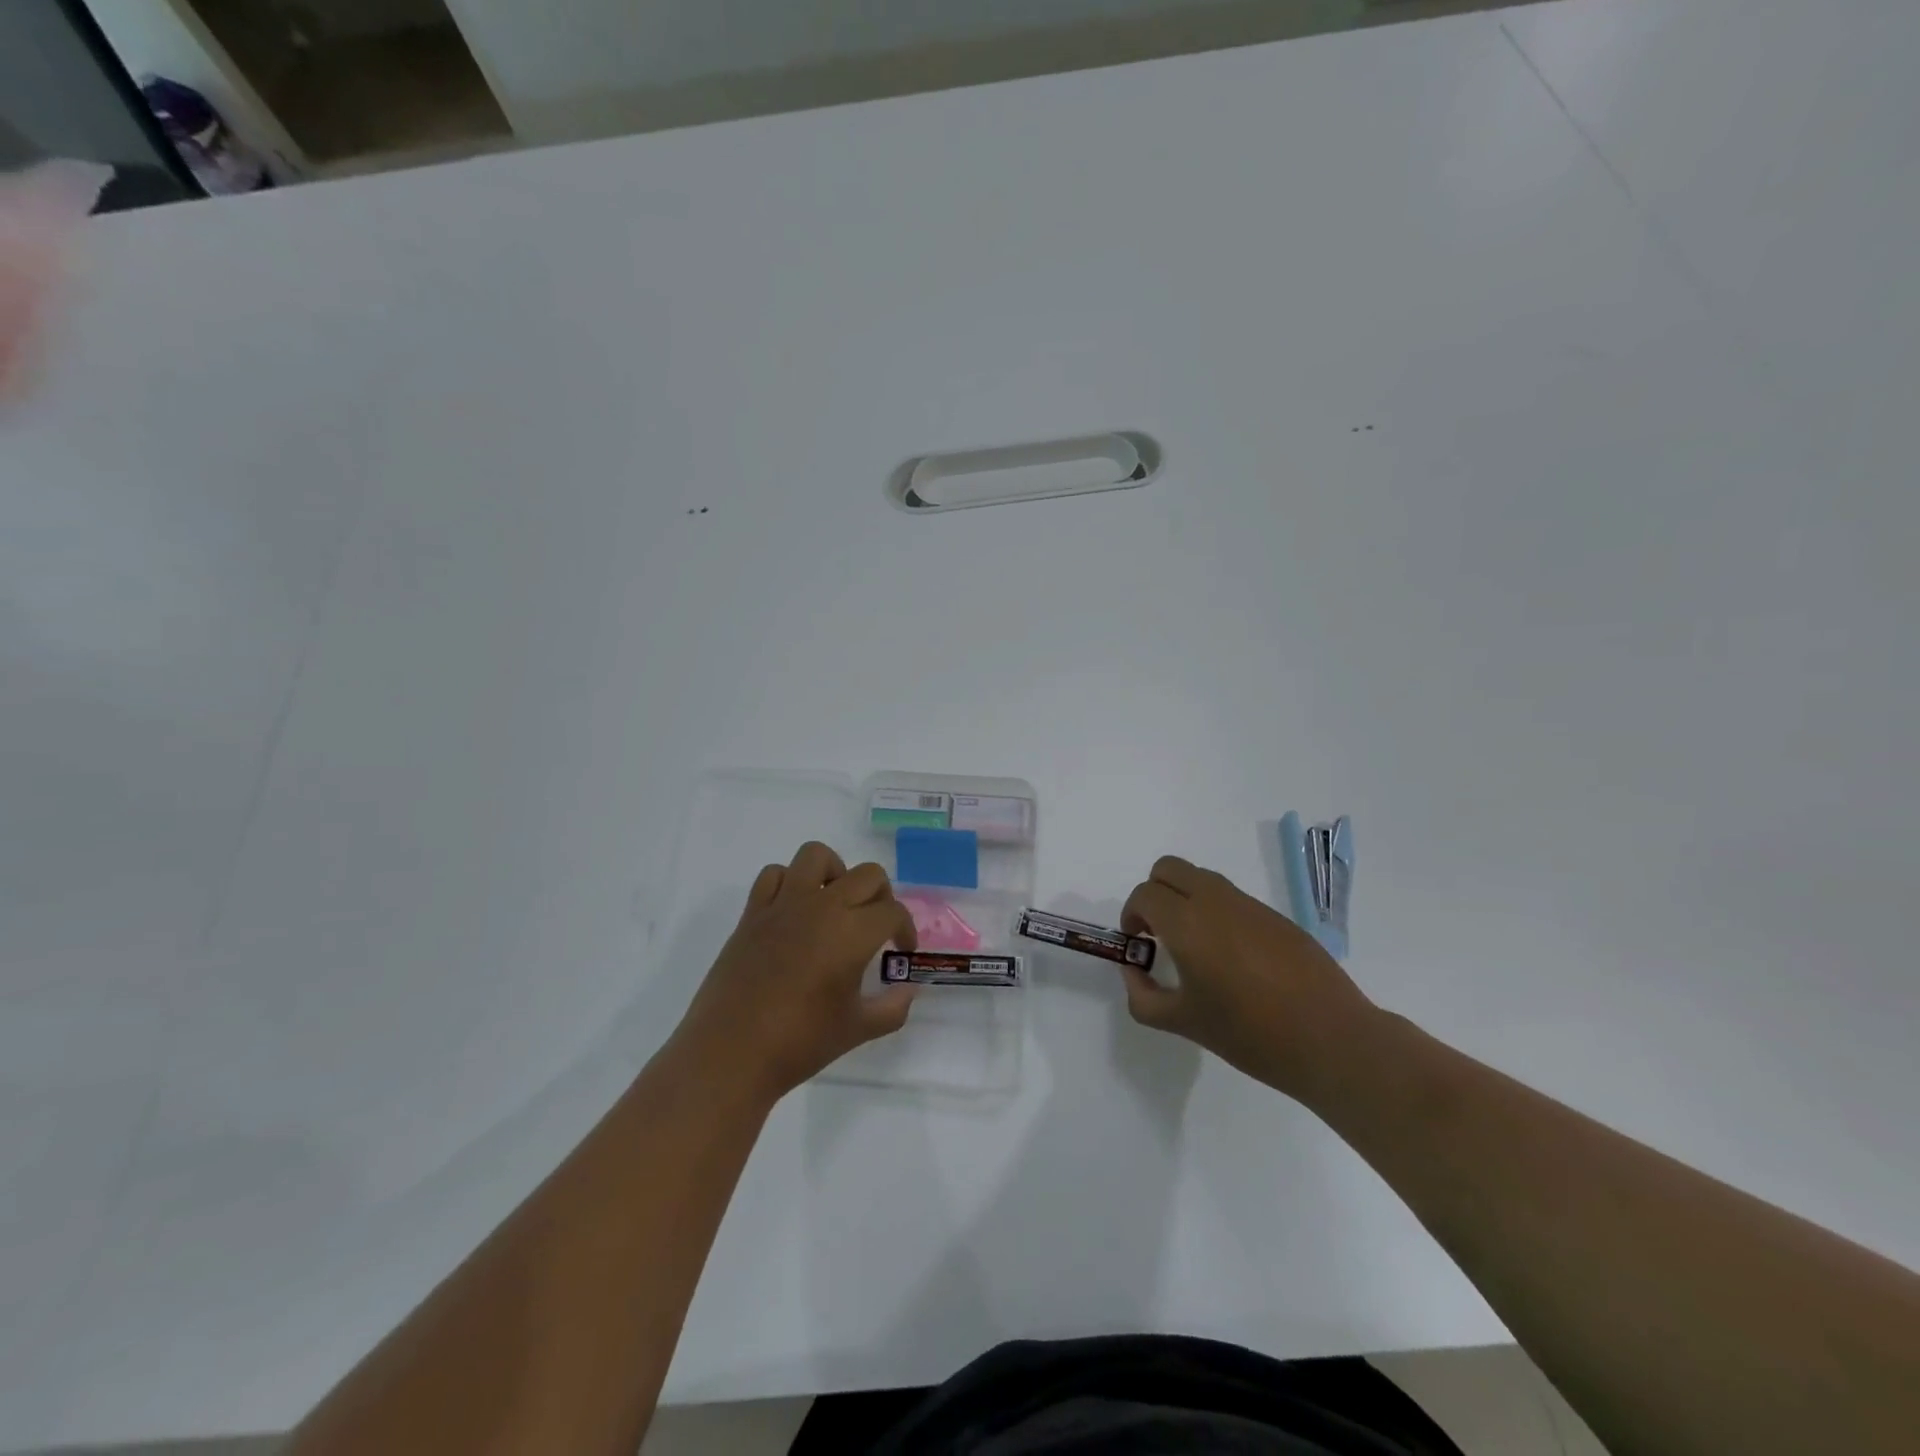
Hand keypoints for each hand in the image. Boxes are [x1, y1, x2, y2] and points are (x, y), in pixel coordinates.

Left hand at [672, 842, 916, 1103]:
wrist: (730, 1054)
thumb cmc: (799, 1043)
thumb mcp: (857, 1030)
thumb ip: (892, 1008)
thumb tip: (908, 990)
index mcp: (852, 933)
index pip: (893, 912)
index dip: (905, 929)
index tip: (901, 951)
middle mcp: (822, 907)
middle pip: (867, 875)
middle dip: (882, 896)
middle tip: (877, 926)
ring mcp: (784, 905)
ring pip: (817, 856)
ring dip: (836, 873)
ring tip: (836, 904)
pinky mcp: (753, 913)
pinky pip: (774, 875)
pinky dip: (789, 883)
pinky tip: (794, 912)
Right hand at [1121, 856, 1379, 1104]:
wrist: (1331, 1040)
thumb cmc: (1250, 1034)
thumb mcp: (1184, 1023)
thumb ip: (1144, 997)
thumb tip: (1134, 972)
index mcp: (1187, 923)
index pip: (1144, 895)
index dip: (1131, 916)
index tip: (1138, 944)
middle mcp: (1215, 901)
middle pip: (1168, 868)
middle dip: (1154, 894)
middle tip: (1158, 933)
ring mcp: (1250, 905)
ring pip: (1201, 878)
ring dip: (1185, 898)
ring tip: (1194, 946)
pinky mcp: (1276, 916)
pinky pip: (1232, 898)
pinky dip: (1216, 911)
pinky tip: (1232, 957)